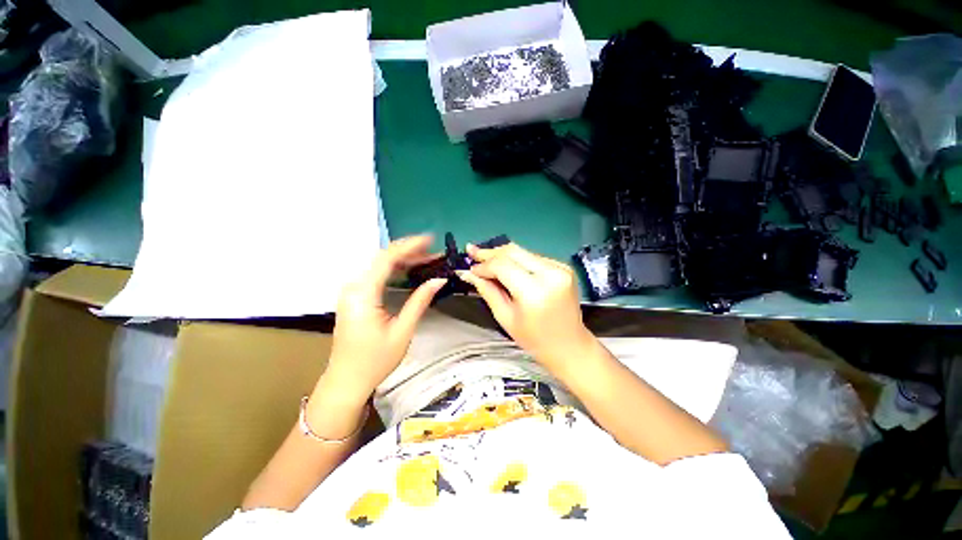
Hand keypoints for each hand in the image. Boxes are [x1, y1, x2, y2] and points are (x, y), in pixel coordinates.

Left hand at [320, 236, 446, 402]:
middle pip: (383, 259)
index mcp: (363, 293)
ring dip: (404, 260)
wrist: (347, 380)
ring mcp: (352, 291)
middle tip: (434, 252)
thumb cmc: (375, 360)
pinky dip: (395, 270)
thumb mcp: (403, 330)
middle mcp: (354, 287)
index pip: (387, 258)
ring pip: (380, 266)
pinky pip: (377, 276)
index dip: (410, 246)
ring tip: (428, 259)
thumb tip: (439, 280)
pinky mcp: (355, 297)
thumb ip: (420, 301)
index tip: (430, 240)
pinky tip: (411, 270)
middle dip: (410, 252)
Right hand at [457, 243, 596, 373]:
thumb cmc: (534, 339)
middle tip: (472, 252)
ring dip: (503, 255)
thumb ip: (487, 291)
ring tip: (485, 259)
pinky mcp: (563, 267)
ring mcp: (560, 268)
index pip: (503, 266)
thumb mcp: (505, 317)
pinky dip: (518, 260)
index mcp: (535, 291)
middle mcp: (550, 273)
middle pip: (513, 252)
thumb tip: (468, 273)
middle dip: (491, 252)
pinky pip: (534, 258)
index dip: (484, 265)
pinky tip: (506, 266)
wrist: (570, 345)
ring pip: (523, 252)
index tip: (470, 268)